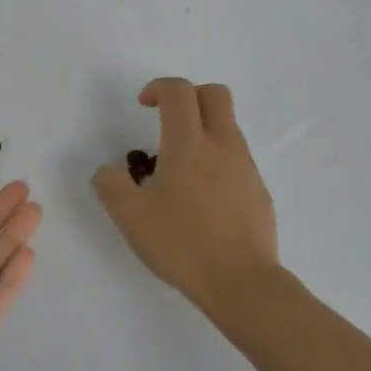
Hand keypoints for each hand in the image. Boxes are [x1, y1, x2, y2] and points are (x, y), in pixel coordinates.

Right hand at [93, 78, 279, 317]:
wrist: (242, 282)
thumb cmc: (183, 244)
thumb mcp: (130, 217)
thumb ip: (111, 184)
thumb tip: (111, 170)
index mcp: (189, 145)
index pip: (179, 91)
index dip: (158, 87)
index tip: (143, 105)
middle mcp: (223, 146)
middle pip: (215, 94)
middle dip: (189, 96)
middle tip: (167, 120)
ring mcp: (246, 167)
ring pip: (228, 127)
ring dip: (202, 130)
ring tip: (178, 170)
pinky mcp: (259, 191)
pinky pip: (236, 159)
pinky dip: (216, 161)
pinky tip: (201, 199)